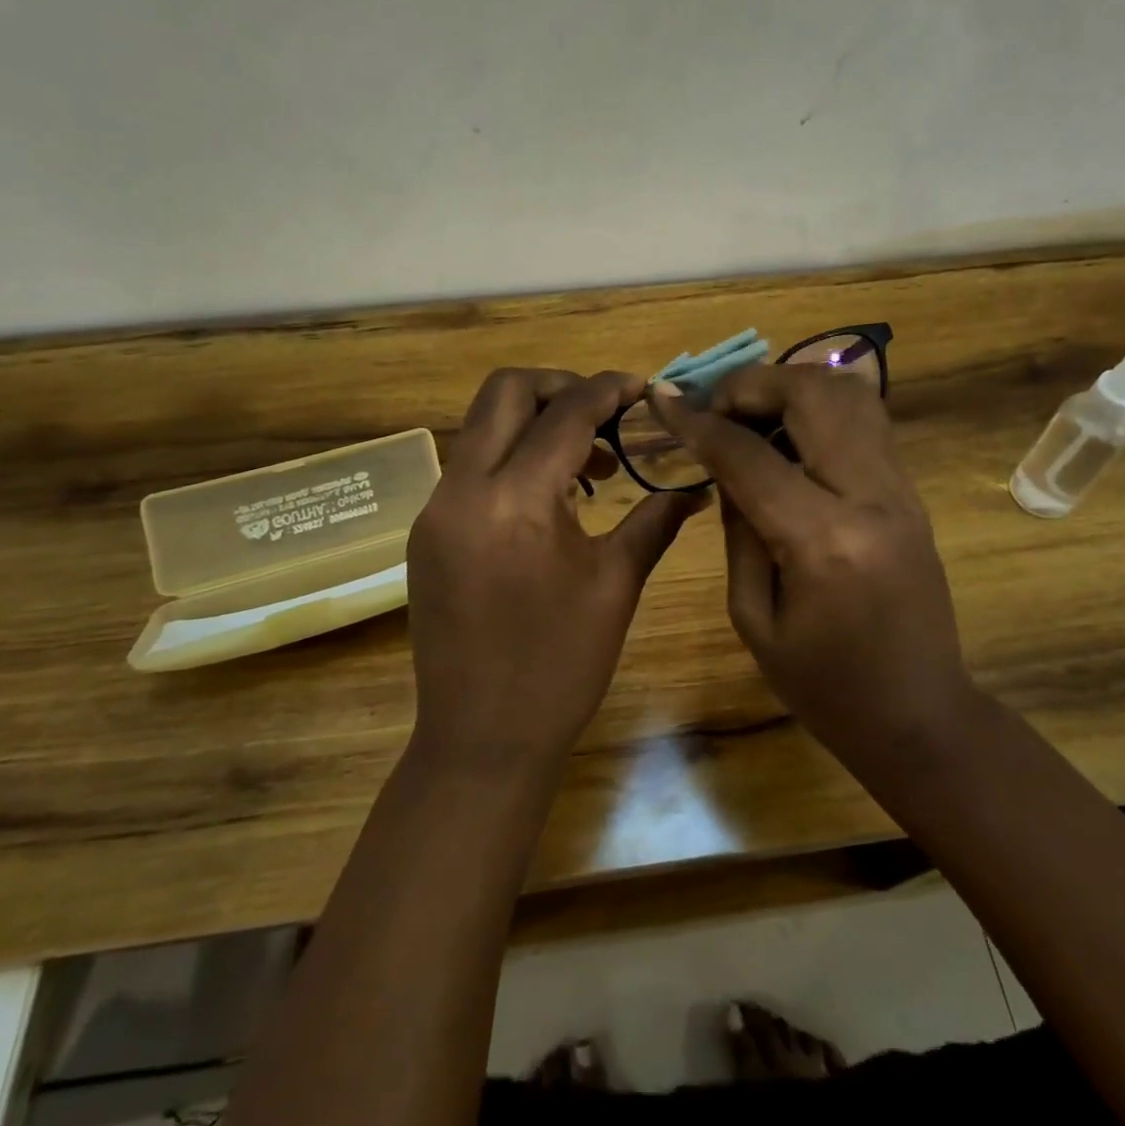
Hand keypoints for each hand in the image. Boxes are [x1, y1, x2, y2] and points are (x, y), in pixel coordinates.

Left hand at [406, 368, 707, 777]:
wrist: (481, 739)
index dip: (608, 390)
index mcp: (514, 500)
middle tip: (608, 411)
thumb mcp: (615, 586)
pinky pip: (470, 466)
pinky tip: (549, 494)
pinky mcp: (428, 530)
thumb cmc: (559, 668)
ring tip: (588, 460)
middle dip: (560, 386)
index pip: (565, 414)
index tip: (642, 387)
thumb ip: (655, 520)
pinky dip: (511, 456)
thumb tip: (696, 485)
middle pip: (505, 392)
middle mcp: (463, 489)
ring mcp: (436, 509)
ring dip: (534, 421)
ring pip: (482, 425)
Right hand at [649, 365, 974, 778]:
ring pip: (848, 393)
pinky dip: (818, 407)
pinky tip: (787, 435)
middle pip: (811, 394)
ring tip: (750, 414)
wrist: (922, 717)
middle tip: (714, 407)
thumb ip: (736, 529)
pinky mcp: (911, 491)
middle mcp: (871, 495)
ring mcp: (901, 488)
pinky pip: (864, 419)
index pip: (749, 455)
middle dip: (751, 384)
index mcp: (824, 540)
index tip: (661, 397)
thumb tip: (723, 466)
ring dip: (789, 386)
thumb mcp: (754, 618)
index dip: (697, 421)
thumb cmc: (826, 689)